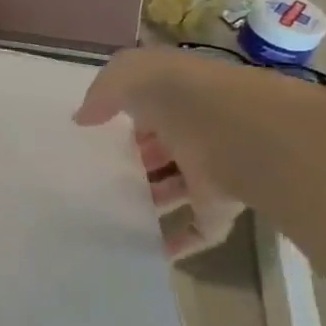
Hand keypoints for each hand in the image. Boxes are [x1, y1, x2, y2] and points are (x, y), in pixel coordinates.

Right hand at [73, 47, 265, 258]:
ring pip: (180, 188)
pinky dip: (177, 243)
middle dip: (140, 160)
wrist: (242, 132)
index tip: (100, 134)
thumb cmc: (181, 92)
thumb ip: (102, 93)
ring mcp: (213, 170)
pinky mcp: (223, 207)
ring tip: (114, 211)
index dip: (128, 118)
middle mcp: (197, 130)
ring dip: (154, 200)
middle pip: (165, 148)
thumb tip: (83, 118)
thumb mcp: (128, 74)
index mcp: (179, 95)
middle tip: (103, 174)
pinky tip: (147, 251)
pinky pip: (198, 230)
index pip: (152, 107)